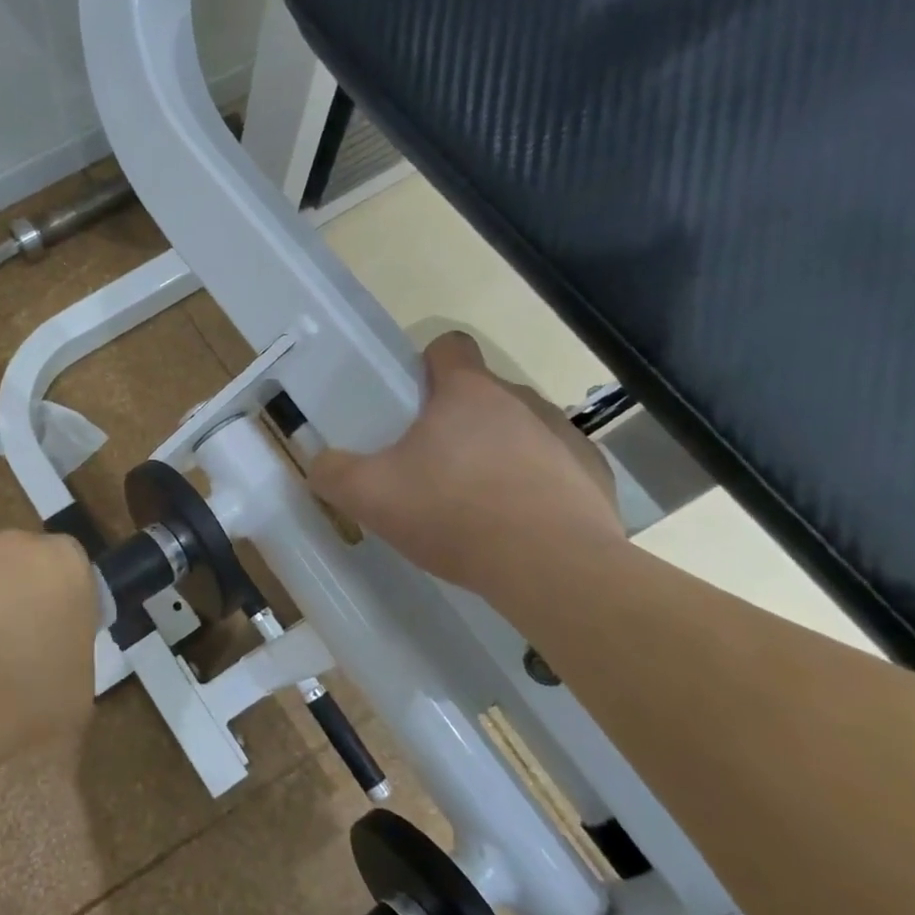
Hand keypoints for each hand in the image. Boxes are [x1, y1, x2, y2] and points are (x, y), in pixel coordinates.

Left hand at [0, 531, 98, 746]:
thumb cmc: (34, 699)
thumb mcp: (77, 681)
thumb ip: (66, 649)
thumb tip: (47, 655)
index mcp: (67, 564)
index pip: (63, 571)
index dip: (50, 603)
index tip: (40, 639)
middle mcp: (20, 542)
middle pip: (14, 562)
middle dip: (6, 595)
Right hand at [310, 333, 622, 596]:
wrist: (551, 568)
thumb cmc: (453, 514)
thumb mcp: (369, 496)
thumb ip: (332, 473)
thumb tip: (320, 464)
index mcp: (467, 393)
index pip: (449, 347)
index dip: (427, 365)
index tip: (413, 400)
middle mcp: (521, 401)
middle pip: (483, 394)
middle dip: (457, 421)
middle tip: (431, 467)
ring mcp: (564, 436)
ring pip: (521, 429)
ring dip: (499, 451)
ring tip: (477, 502)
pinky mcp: (594, 476)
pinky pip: (557, 468)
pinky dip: (537, 486)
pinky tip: (521, 524)